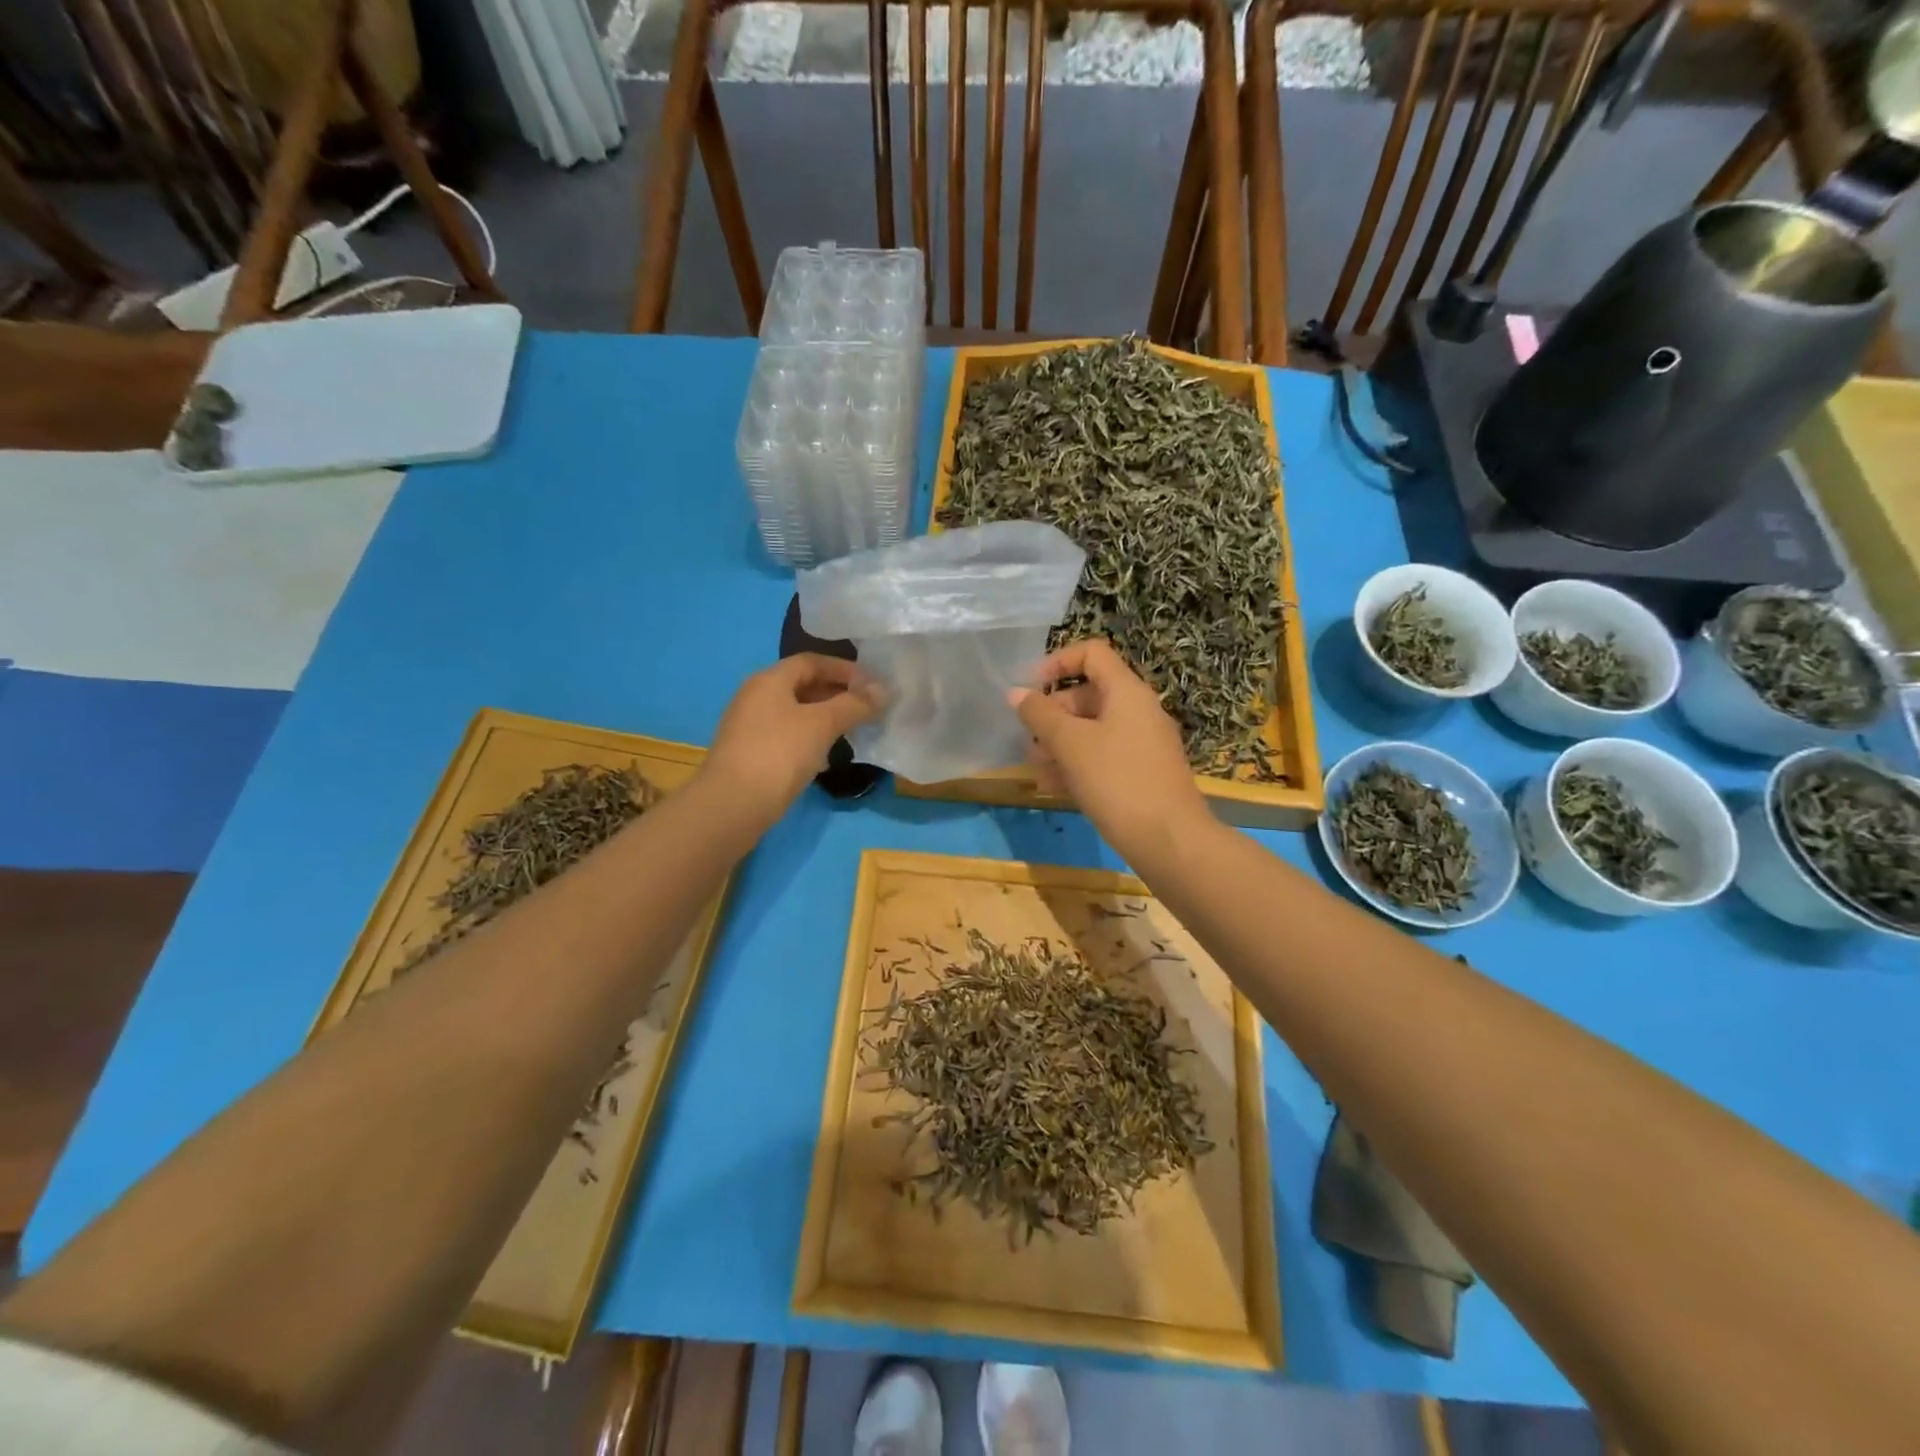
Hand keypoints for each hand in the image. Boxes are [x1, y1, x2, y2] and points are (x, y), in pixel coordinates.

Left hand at [704, 655, 885, 828]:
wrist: (732, 806)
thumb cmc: (779, 753)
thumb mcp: (822, 724)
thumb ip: (855, 705)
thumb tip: (885, 690)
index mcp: (769, 680)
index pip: (812, 661)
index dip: (845, 668)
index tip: (874, 684)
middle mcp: (756, 697)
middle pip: (803, 686)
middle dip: (837, 694)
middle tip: (868, 709)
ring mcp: (750, 727)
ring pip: (796, 714)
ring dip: (826, 719)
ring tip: (854, 732)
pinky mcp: (751, 755)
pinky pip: (787, 737)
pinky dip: (810, 740)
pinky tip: (827, 759)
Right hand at [1007, 639, 1211, 863]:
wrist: (1169, 840)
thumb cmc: (1116, 780)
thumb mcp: (1070, 744)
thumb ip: (1039, 715)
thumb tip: (1015, 692)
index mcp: (1127, 692)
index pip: (1092, 654)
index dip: (1057, 662)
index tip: (1030, 688)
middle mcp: (1139, 711)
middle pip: (1088, 695)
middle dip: (1053, 715)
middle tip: (1028, 740)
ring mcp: (1143, 744)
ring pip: (1093, 730)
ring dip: (1060, 744)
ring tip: (1036, 769)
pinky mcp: (1143, 774)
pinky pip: (1104, 757)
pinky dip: (1078, 765)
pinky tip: (1055, 788)